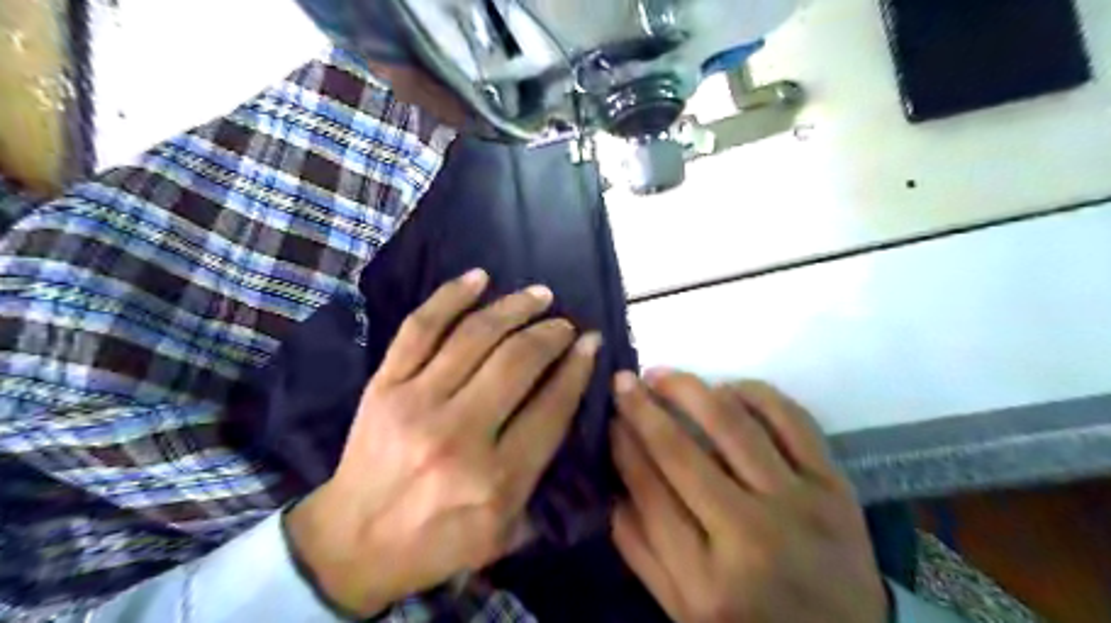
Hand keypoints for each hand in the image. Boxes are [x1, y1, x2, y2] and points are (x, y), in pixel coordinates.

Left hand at [285, 270, 599, 614]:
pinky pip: (421, 327)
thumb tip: (568, 401)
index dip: (578, 367)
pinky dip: (451, 296)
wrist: (352, 544)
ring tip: (539, 295)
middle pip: (517, 362)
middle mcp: (458, 434)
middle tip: (565, 323)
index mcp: (496, 478)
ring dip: (514, 307)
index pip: (552, 406)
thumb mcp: (505, 530)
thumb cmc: (437, 541)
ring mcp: (415, 402)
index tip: (591, 342)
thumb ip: (542, 474)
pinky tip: (479, 278)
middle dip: (551, 334)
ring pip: (475, 336)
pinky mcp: (384, 385)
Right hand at [606, 373, 885, 618]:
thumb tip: (612, 480)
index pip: (648, 491)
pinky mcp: (835, 484)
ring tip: (663, 375)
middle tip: (623, 381)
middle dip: (642, 408)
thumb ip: (639, 548)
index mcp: (706, 579)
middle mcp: (750, 535)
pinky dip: (754, 393)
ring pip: (733, 424)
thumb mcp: (682, 608)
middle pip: (680, 453)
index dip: (622, 445)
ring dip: (690, 389)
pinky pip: (791, 419)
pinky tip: (727, 388)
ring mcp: (798, 504)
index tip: (609, 415)